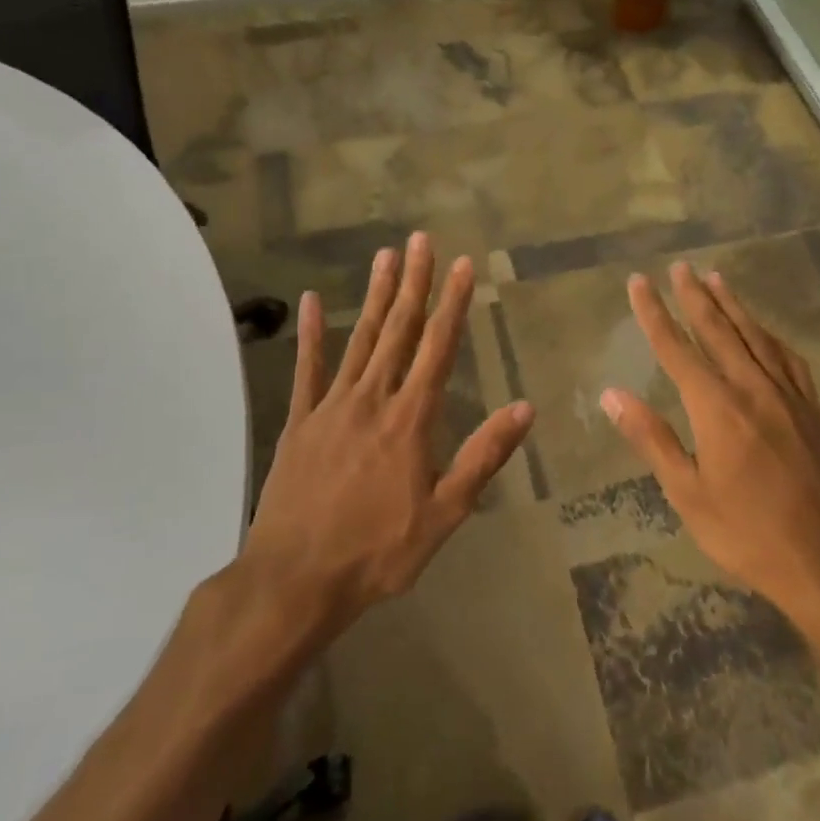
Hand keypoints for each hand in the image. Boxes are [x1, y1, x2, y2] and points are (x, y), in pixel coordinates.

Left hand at [240, 232, 535, 639]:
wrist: (295, 579)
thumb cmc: (378, 551)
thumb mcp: (445, 512)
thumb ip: (483, 456)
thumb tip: (524, 408)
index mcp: (410, 420)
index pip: (438, 348)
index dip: (453, 304)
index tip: (463, 265)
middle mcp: (372, 400)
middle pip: (398, 331)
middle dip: (413, 284)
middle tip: (420, 240)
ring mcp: (330, 407)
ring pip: (358, 340)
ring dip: (374, 296)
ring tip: (384, 256)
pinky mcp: (299, 422)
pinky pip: (306, 369)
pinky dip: (310, 334)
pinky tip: (310, 302)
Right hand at [601, 264, 819, 642]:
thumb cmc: (747, 533)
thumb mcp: (687, 493)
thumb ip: (651, 438)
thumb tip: (611, 394)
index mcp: (717, 408)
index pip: (676, 348)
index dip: (654, 313)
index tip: (638, 283)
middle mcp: (752, 388)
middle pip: (718, 330)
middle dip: (694, 296)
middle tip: (679, 267)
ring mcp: (788, 396)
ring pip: (755, 336)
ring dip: (733, 306)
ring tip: (715, 279)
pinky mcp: (811, 410)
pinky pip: (788, 358)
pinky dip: (769, 336)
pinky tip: (764, 331)